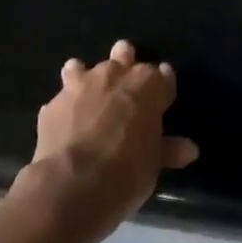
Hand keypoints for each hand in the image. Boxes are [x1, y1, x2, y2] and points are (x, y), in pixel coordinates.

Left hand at [16, 40, 197, 242]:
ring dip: (85, 75)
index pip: (162, 76)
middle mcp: (114, 75)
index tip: (162, 96)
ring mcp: (79, 86)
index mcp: (147, 85)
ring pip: (82, 67)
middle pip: (123, 56)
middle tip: (125, 82)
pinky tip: (64, 122)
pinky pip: (61, 99)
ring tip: (87, 92)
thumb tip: (189, 149)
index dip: (162, 85)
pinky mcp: (52, 105)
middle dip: (125, 64)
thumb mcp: (153, 164)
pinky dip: (65, 107)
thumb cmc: (126, 172)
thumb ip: (167, 149)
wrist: (71, 186)